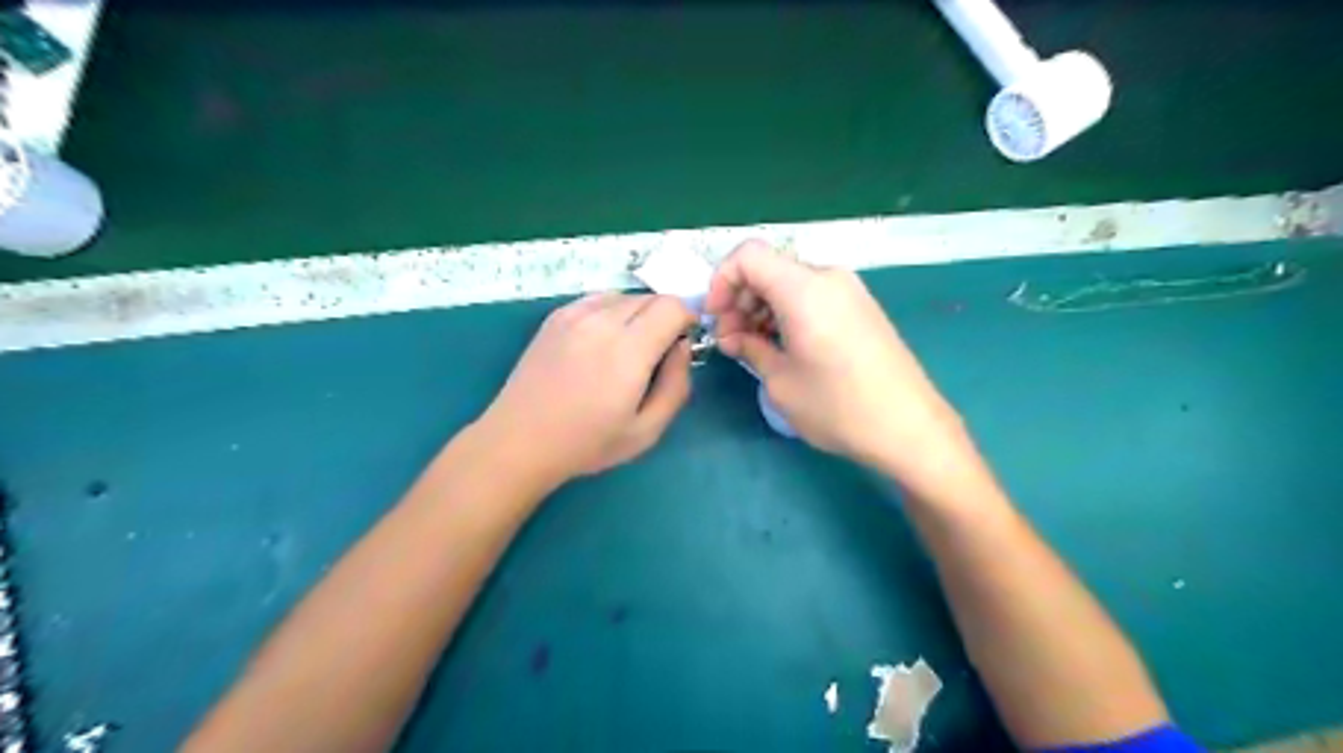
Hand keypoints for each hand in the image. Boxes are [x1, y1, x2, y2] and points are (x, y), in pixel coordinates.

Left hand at [478, 292, 696, 483]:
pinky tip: (601, 342)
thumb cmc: (587, 443)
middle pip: (652, 298)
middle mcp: (602, 321)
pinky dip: (612, 312)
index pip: (673, 306)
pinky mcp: (556, 316)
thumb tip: (682, 347)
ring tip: (627, 349)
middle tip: (656, 354)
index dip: (688, 320)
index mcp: (628, 350)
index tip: (682, 344)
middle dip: (665, 318)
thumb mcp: (647, 430)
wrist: (520, 440)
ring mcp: (575, 314)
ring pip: (625, 296)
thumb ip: (677, 385)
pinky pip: (599, 299)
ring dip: (639, 314)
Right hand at [705, 241, 977, 486]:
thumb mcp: (780, 382)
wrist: (909, 428)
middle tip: (732, 341)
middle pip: (769, 268)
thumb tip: (734, 337)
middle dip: (740, 299)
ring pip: (789, 282)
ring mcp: (849, 291)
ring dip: (763, 308)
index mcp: (804, 289)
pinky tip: (784, 347)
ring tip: (754, 348)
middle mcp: (828, 278)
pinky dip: (788, 312)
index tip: (717, 318)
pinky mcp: (861, 308)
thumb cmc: (838, 407)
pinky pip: (812, 296)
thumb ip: (749, 348)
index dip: (721, 281)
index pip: (748, 255)